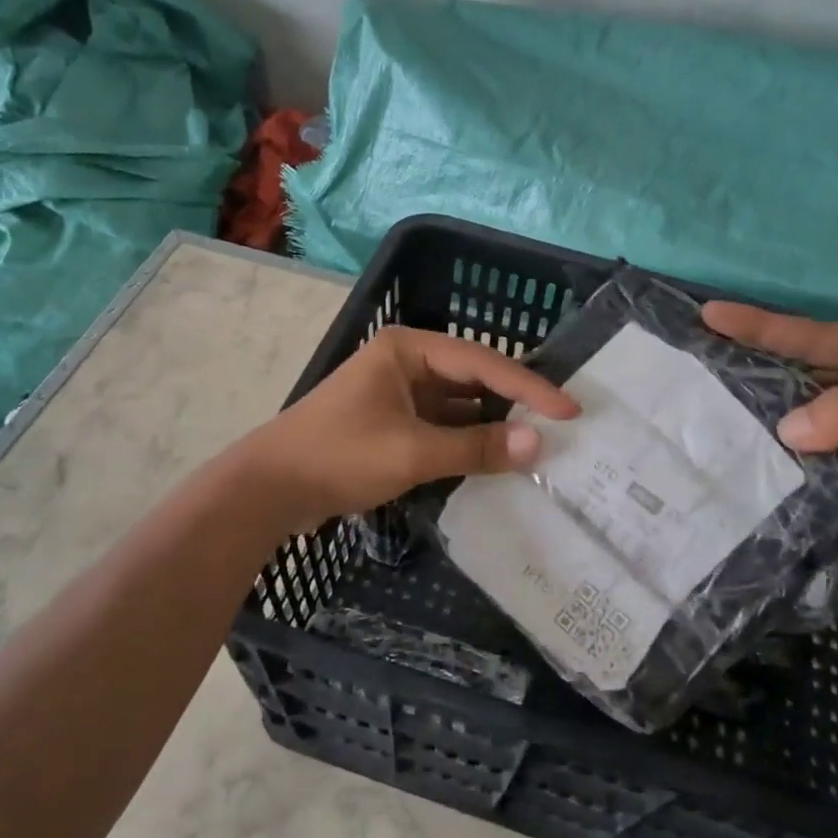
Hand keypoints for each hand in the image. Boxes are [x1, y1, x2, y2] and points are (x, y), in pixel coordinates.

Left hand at [240, 326, 580, 533]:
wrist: (268, 488)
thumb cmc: (340, 456)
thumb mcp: (413, 452)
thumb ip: (476, 448)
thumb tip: (537, 444)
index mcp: (409, 349)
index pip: (483, 363)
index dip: (529, 387)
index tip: (569, 410)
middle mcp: (407, 361)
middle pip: (473, 378)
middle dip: (513, 402)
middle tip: (560, 424)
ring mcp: (398, 393)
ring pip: (458, 404)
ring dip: (491, 424)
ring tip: (537, 443)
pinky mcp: (391, 422)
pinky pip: (441, 425)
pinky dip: (467, 441)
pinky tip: (495, 457)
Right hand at [702, 303, 837, 567]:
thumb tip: (785, 426)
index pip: (812, 336)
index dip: (759, 325)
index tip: (710, 315)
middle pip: (799, 358)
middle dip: (752, 352)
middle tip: (699, 347)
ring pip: (801, 395)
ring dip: (762, 394)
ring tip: (709, 389)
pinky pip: (810, 430)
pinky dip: (780, 431)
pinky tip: (748, 436)